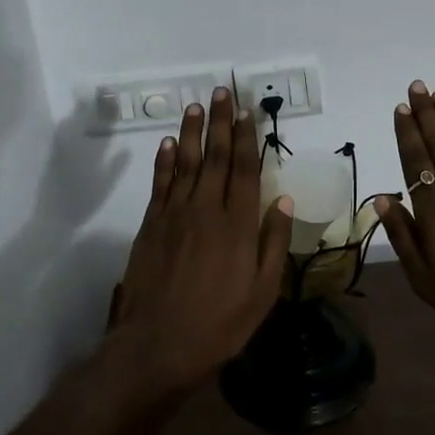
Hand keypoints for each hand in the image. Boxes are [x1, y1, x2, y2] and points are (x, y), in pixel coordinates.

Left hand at [108, 89, 294, 392]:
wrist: (159, 342)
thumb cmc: (220, 322)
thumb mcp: (263, 291)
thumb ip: (273, 242)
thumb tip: (283, 200)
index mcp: (239, 224)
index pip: (245, 169)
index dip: (248, 138)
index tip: (248, 112)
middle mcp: (207, 209)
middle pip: (216, 157)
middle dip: (221, 123)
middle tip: (222, 92)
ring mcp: (175, 214)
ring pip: (185, 162)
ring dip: (191, 132)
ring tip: (196, 106)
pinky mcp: (151, 224)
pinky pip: (160, 183)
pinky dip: (163, 161)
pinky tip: (166, 143)